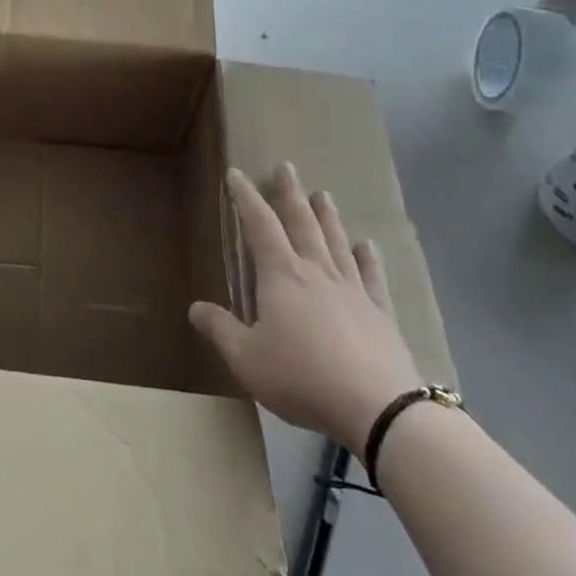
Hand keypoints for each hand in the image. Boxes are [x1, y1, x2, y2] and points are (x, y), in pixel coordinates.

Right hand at [189, 163, 422, 449]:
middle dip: (290, 194)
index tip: (237, 174)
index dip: (246, 198)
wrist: (378, 408)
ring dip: (327, 216)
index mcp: (281, 276)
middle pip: (302, 223)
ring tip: (323, 194)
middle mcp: (316, 272)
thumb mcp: (247, 358)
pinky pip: (372, 277)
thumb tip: (195, 308)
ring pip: (336, 242)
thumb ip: (221, 330)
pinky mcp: (380, 314)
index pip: (259, 225)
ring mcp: (352, 290)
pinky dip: (368, 259)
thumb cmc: (302, 377)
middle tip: (286, 167)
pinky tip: (368, 247)